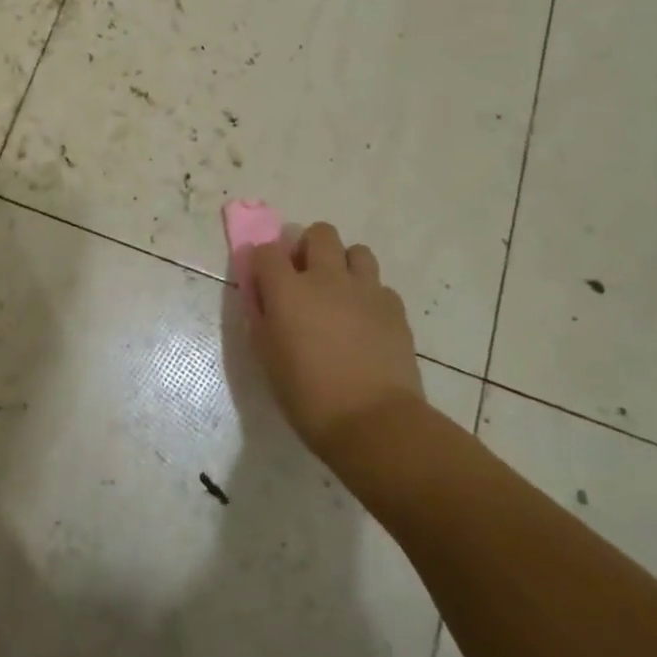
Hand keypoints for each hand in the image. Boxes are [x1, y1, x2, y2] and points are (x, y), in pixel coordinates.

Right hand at [248, 222, 426, 460]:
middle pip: (319, 233)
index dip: (264, 261)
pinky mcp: (394, 307)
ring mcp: (364, 289)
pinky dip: (369, 296)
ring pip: (356, 251)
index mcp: (288, 290)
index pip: (267, 250)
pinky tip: (366, 321)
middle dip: (309, 247)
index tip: (265, 281)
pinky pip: (380, 285)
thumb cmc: (308, 397)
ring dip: (344, 265)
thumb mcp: (268, 359)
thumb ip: (262, 318)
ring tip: (340, 293)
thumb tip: (262, 297)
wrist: (374, 423)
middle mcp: (326, 278)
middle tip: (306, 277)